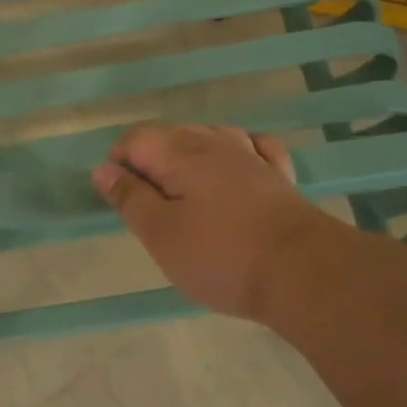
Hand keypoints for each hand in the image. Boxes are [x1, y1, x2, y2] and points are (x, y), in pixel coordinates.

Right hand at [92, 123, 324, 321]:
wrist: (302, 272)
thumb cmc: (221, 256)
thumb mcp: (161, 234)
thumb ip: (129, 198)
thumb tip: (103, 169)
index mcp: (181, 154)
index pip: (136, 138)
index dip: (119, 163)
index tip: (121, 200)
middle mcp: (216, 144)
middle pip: (172, 134)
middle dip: (151, 162)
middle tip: (148, 209)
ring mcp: (252, 156)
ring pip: (211, 137)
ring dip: (189, 156)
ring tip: (184, 193)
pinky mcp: (279, 176)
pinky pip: (253, 148)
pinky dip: (236, 153)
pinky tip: (236, 167)